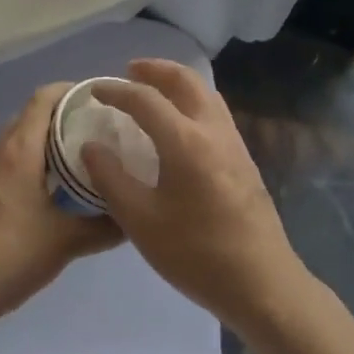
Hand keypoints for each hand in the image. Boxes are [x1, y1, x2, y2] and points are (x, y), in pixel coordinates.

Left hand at [0, 83, 122, 331]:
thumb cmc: (10, 255)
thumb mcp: (65, 243)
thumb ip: (104, 227)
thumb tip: (134, 216)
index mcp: (20, 151)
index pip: (43, 98)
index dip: (71, 91)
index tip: (99, 100)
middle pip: (31, 117)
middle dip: (63, 117)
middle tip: (96, 133)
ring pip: (16, 142)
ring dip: (44, 143)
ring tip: (77, 161)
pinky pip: (4, 164)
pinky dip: (27, 164)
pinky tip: (44, 193)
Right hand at [81, 60, 309, 334]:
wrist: (262, 283)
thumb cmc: (195, 253)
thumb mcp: (140, 221)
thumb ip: (111, 179)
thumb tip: (91, 146)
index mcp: (186, 141)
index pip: (146, 99)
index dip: (117, 91)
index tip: (95, 91)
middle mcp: (213, 130)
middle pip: (185, 81)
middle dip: (156, 70)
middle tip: (130, 72)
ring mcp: (235, 143)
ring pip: (206, 93)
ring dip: (178, 82)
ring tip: (154, 90)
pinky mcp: (245, 159)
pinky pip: (216, 112)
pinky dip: (193, 101)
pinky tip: (181, 124)